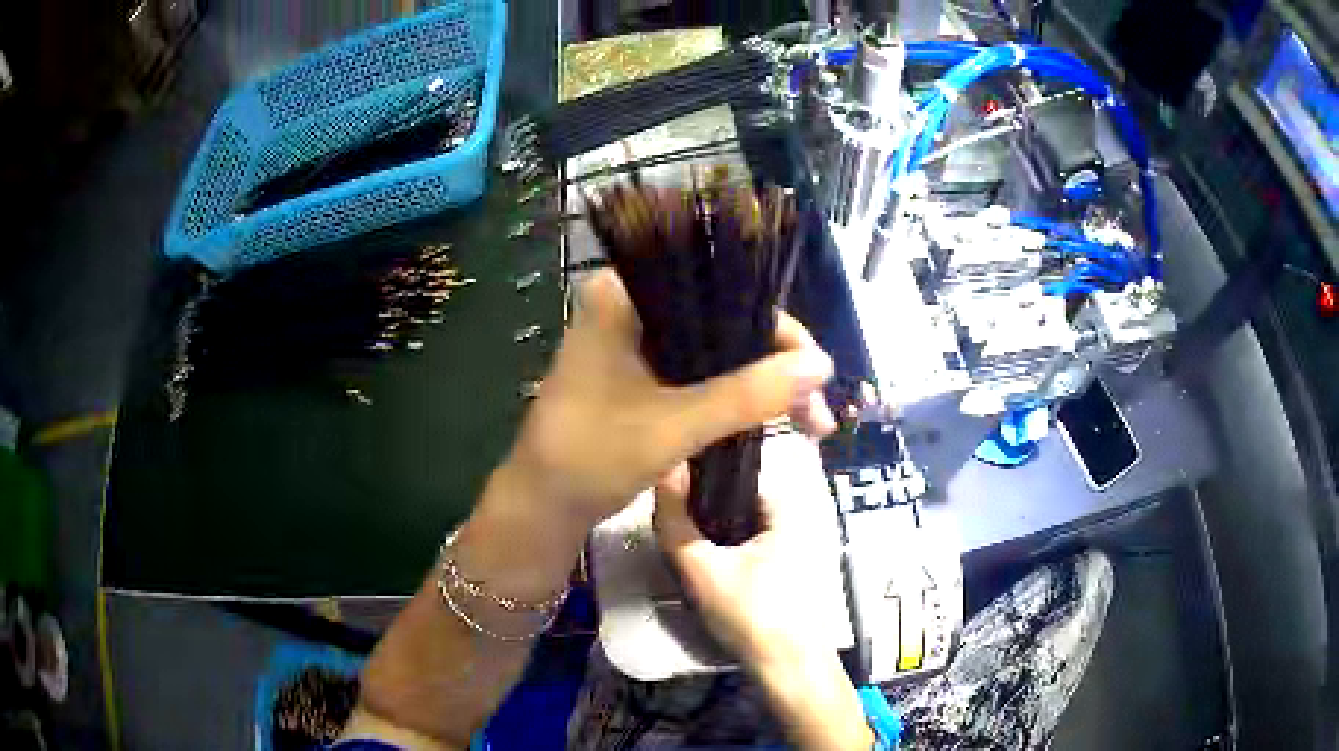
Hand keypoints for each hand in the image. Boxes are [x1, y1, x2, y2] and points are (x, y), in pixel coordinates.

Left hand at [505, 269, 835, 528]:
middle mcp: (630, 305)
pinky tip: (771, 414)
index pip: (720, 288)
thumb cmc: (591, 456)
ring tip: (808, 418)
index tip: (816, 371)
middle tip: (818, 407)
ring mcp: (635, 339)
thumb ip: (749, 393)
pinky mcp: (639, 372)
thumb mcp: (674, 425)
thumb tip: (823, 366)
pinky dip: (735, 393)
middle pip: (724, 318)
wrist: (542, 507)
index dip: (777, 329)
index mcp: (625, 294)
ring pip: (717, 348)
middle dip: (777, 363)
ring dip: (761, 381)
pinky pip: (700, 371)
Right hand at [655, 462, 873, 750]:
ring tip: (686, 554)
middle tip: (675, 534)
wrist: (788, 667)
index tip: (670, 499)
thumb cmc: (751, 613)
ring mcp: (795, 545)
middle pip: (735, 501)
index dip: (698, 481)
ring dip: (712, 536)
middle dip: (702, 514)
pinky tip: (707, 573)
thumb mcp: (702, 568)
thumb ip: (674, 523)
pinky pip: (749, 547)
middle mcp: (796, 517)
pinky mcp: (788, 569)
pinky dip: (727, 553)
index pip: (733, 473)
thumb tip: (662, 472)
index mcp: (785, 506)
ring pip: (739, 527)